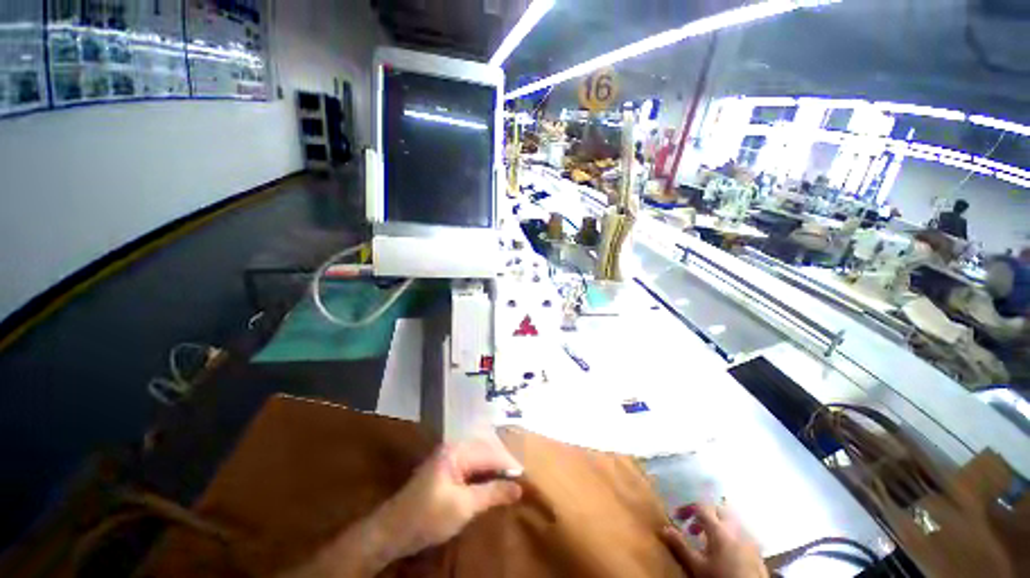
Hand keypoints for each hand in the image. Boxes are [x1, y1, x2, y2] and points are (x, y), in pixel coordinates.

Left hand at [373, 437, 523, 560]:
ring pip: (478, 460)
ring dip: (493, 472)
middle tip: (519, 482)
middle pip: (485, 453)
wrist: (391, 531)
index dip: (508, 465)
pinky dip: (482, 477)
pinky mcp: (444, 471)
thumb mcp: (464, 506)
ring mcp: (447, 459)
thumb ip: (492, 493)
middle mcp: (453, 449)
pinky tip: (490, 487)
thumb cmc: (428, 516)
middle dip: (502, 467)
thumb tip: (518, 488)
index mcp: (456, 451)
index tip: (525, 479)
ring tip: (509, 484)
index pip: (490, 454)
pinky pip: (470, 468)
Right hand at [661, 503, 767, 577]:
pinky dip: (730, 535)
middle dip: (704, 515)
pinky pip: (742, 533)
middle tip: (693, 529)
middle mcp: (735, 527)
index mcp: (719, 528)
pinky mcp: (757, 549)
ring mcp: (749, 537)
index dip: (687, 508)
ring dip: (718, 524)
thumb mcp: (697, 566)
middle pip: (718, 510)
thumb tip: (663, 528)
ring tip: (708, 541)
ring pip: (731, 520)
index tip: (677, 517)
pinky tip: (726, 551)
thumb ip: (681, 546)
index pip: (701, 506)